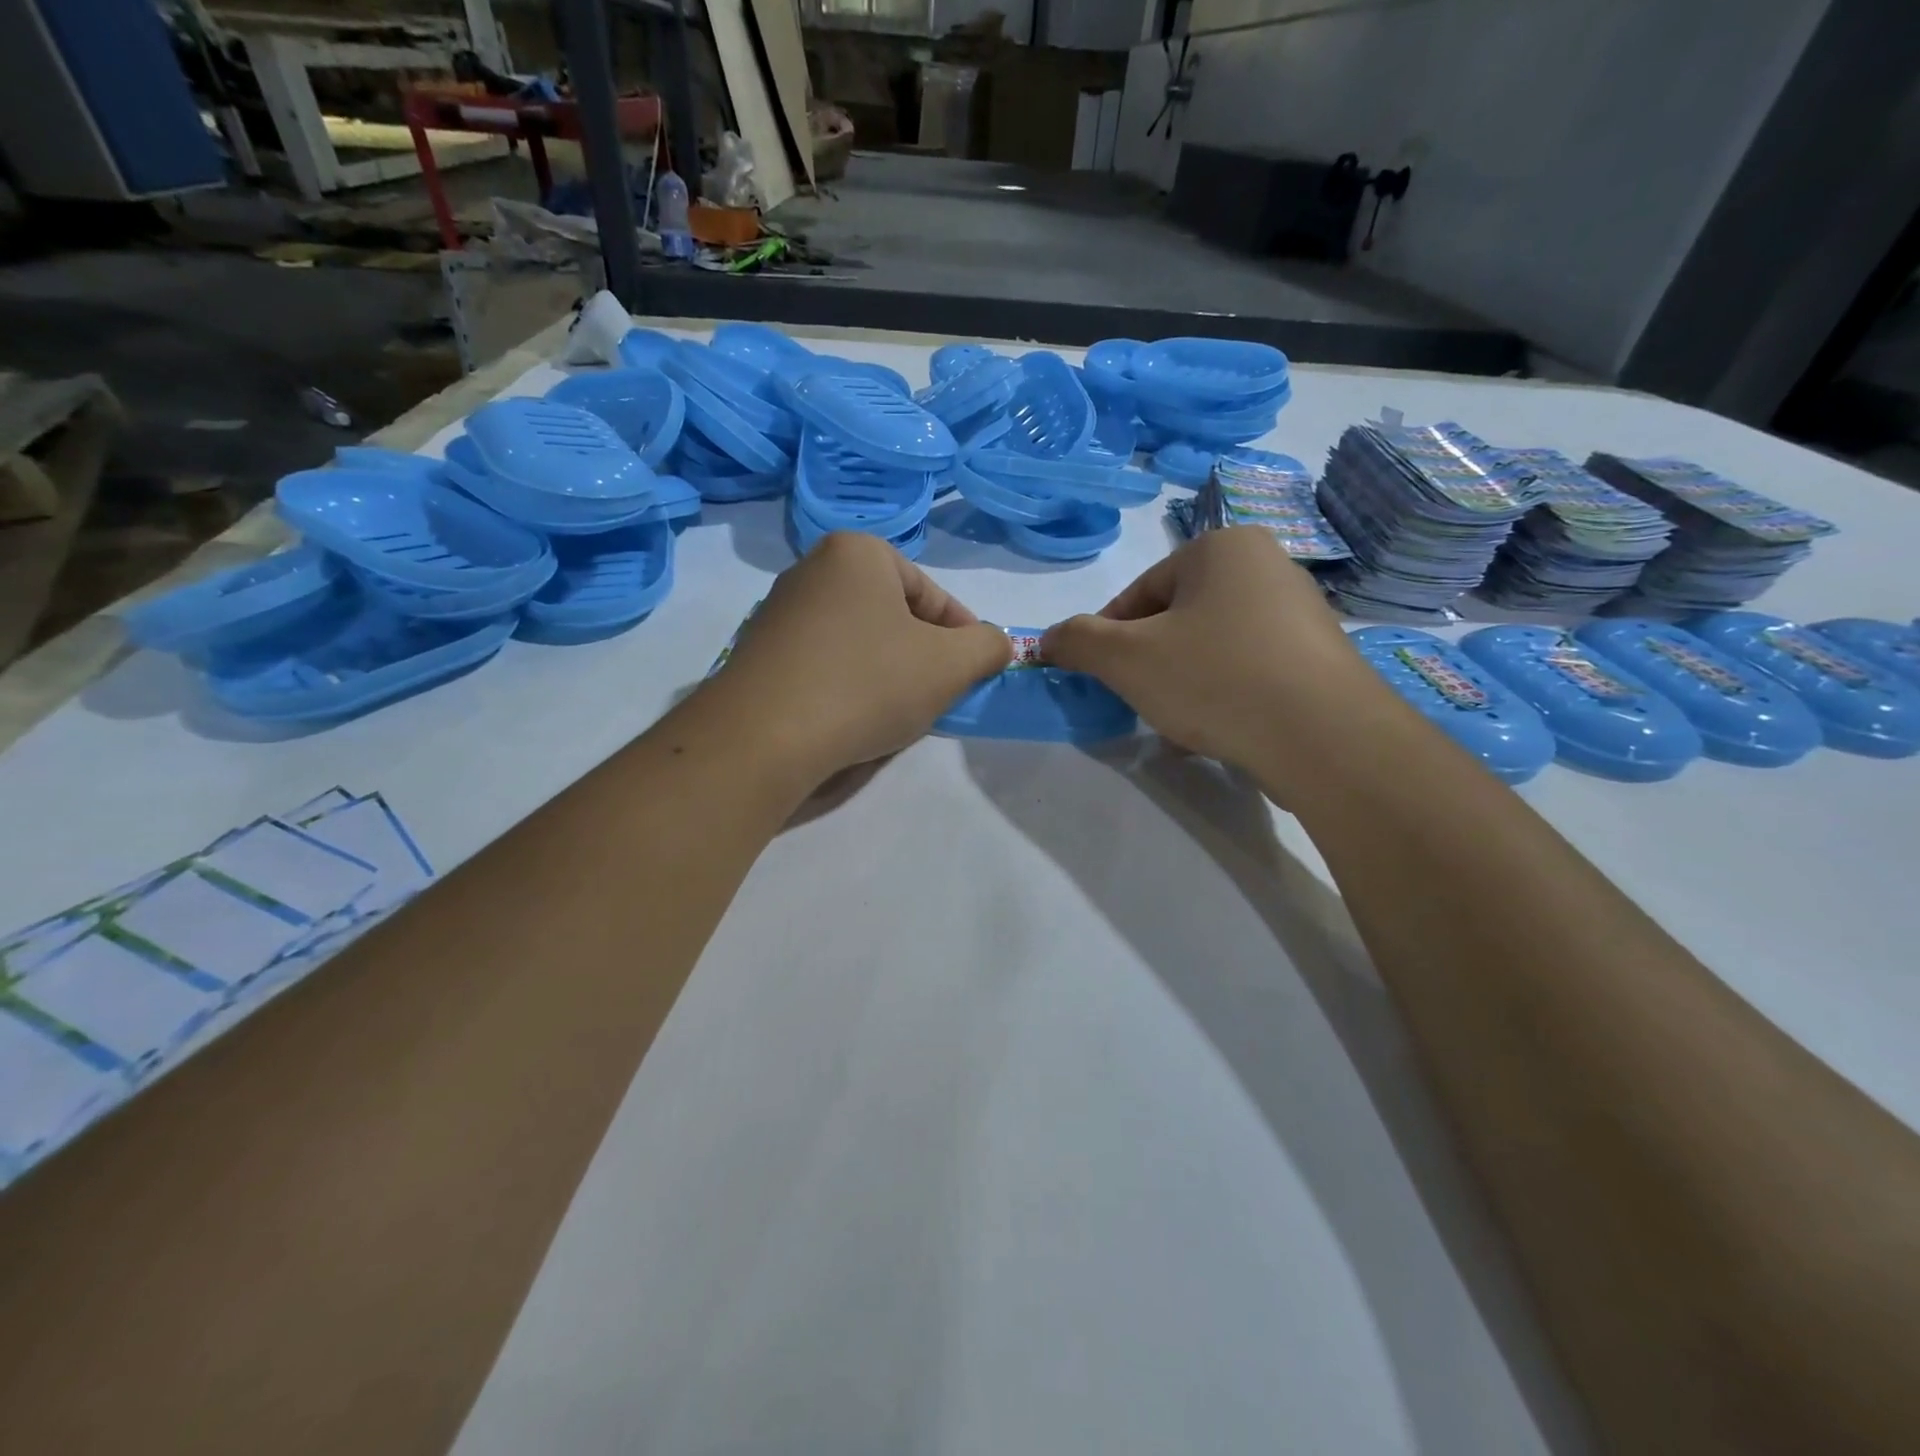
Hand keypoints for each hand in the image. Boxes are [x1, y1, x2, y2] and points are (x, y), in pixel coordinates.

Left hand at [709, 532, 1012, 785]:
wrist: (763, 737)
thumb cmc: (867, 684)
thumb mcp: (950, 665)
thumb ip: (987, 646)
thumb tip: (994, 643)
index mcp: (857, 552)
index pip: (932, 595)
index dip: (962, 637)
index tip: (971, 674)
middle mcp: (811, 568)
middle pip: (893, 615)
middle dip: (920, 655)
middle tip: (933, 695)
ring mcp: (778, 611)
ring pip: (858, 641)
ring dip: (885, 672)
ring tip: (893, 712)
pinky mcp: (758, 652)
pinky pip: (823, 662)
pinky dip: (846, 685)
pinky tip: (850, 719)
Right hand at [1041, 527, 1387, 785]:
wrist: (1324, 738)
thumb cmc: (1215, 678)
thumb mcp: (1125, 659)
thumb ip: (1077, 642)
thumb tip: (1047, 639)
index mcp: (1222, 547)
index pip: (1140, 592)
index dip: (1108, 638)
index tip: (1101, 677)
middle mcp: (1267, 566)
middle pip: (1177, 619)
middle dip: (1150, 664)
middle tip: (1141, 702)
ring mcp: (1300, 613)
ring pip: (1211, 648)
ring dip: (1183, 684)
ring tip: (1180, 724)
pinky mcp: (1319, 658)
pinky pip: (1249, 670)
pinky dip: (1224, 696)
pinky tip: (1217, 732)